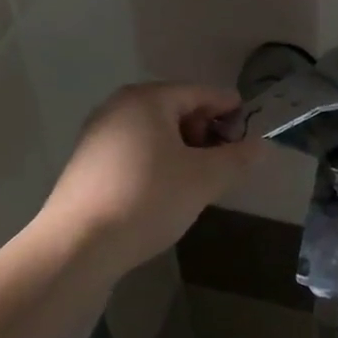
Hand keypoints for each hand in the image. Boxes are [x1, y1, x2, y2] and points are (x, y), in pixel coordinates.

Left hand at [33, 83, 263, 276]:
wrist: (78, 244)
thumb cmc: (148, 198)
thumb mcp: (204, 179)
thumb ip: (237, 158)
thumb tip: (260, 146)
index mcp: (149, 98)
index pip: (203, 93)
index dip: (231, 110)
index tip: (251, 134)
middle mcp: (120, 106)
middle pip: (177, 109)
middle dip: (206, 131)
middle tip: (225, 162)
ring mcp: (98, 133)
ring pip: (155, 131)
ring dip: (183, 149)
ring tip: (199, 179)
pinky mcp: (87, 162)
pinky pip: (135, 150)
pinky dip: (158, 161)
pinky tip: (166, 190)